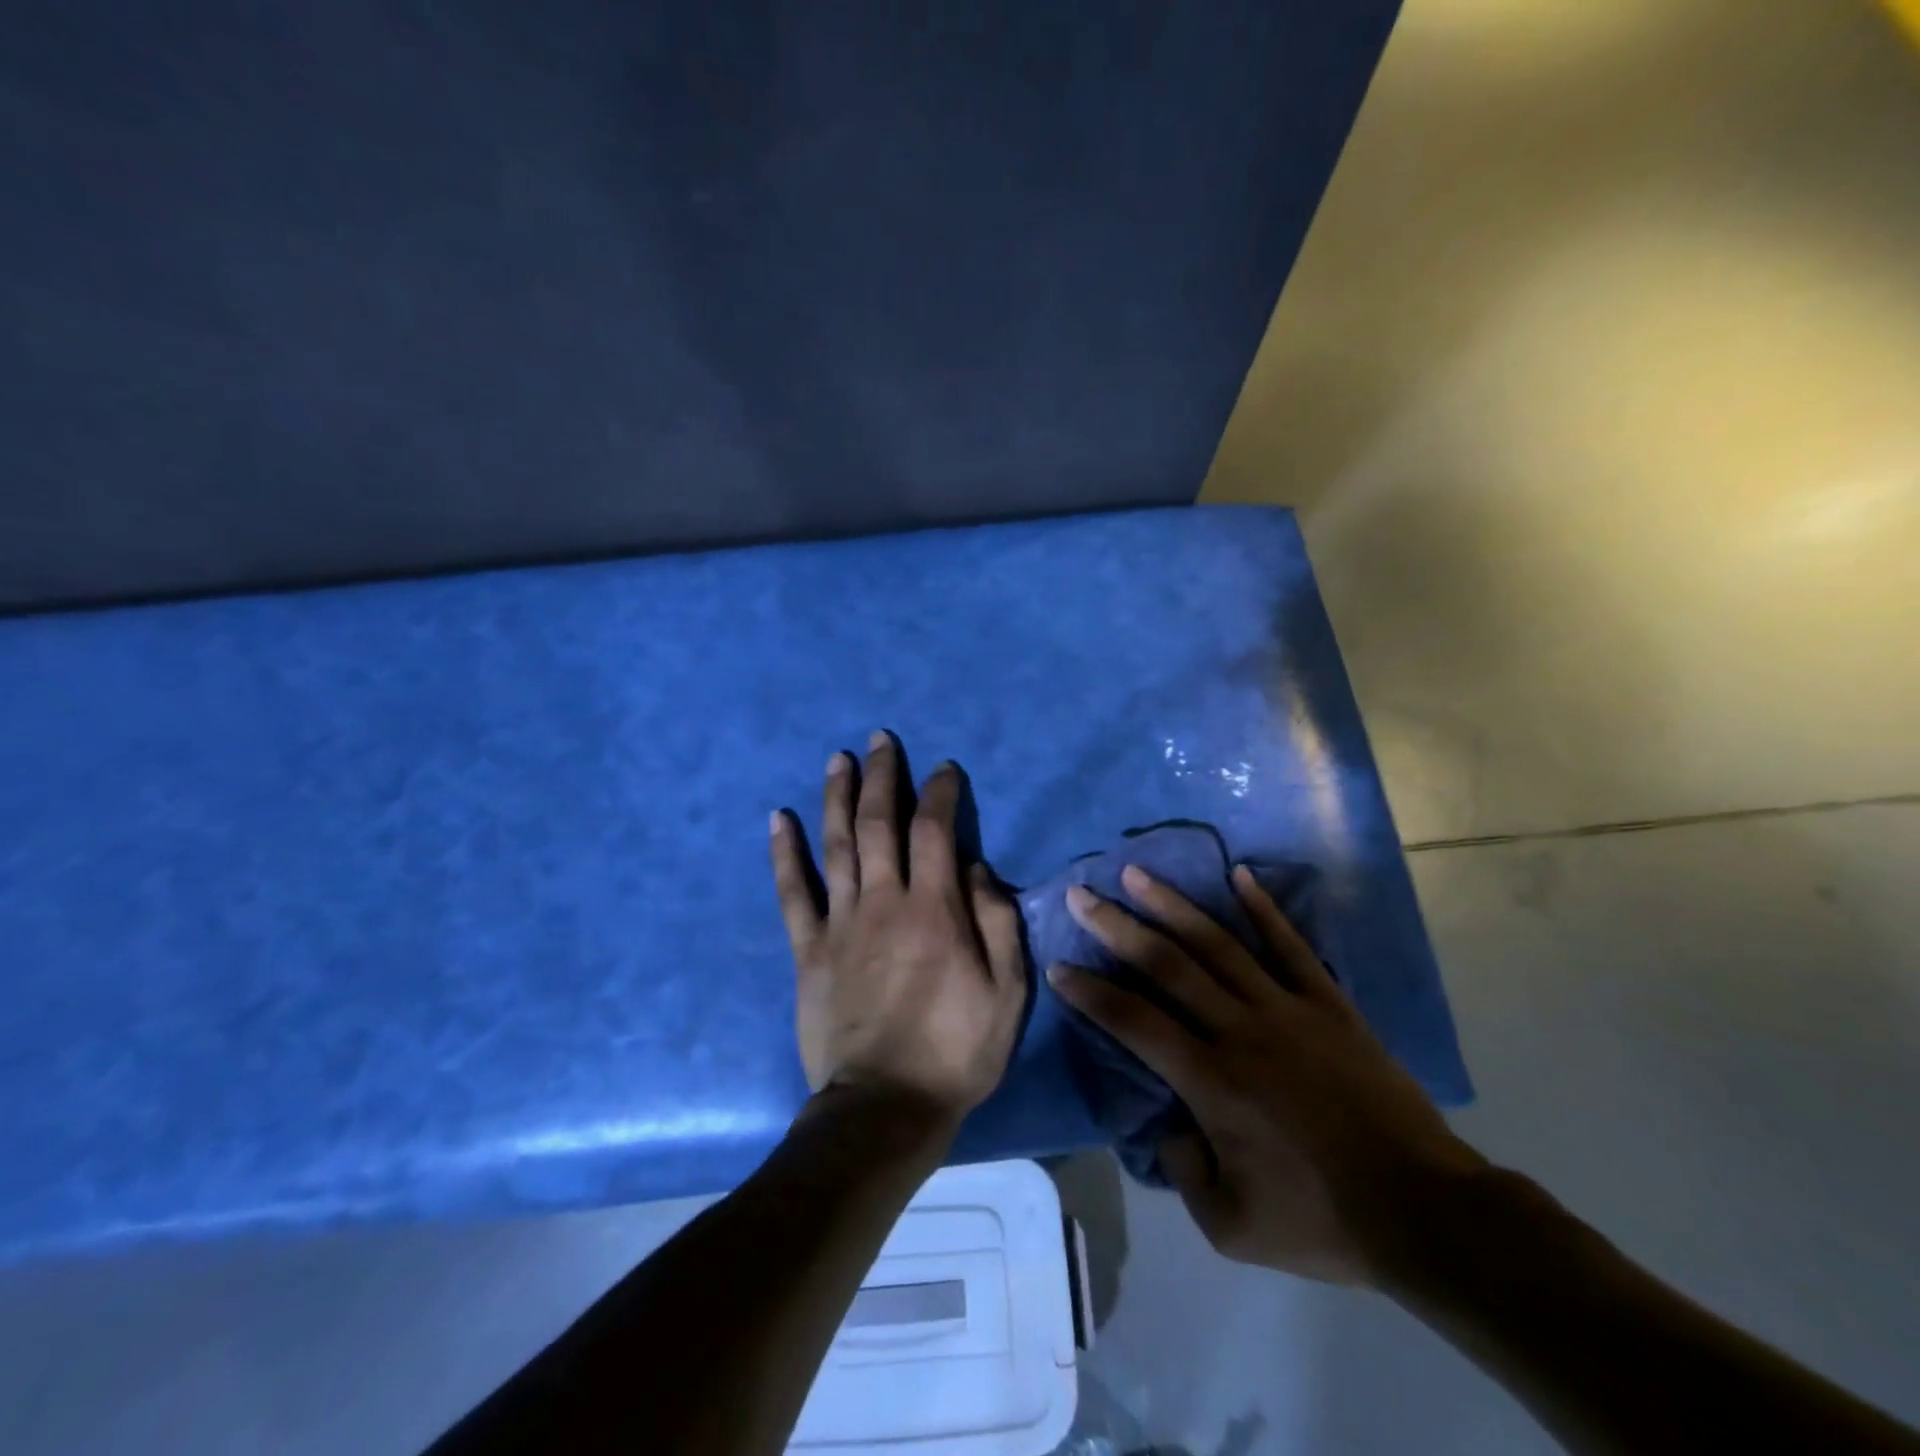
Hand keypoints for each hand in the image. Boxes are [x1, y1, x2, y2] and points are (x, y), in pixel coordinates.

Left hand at [769, 733, 1027, 1127]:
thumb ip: (996, 921)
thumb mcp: (1006, 992)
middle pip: (879, 822)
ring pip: (836, 844)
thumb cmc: (956, 1050)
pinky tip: (780, 818)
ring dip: (837, 796)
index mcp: (934, 908)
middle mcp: (884, 901)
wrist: (885, 1107)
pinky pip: (793, 892)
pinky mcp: (808, 949)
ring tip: (838, 758)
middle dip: (883, 776)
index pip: (936, 829)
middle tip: (881, 740)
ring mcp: (840, 922)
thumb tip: (975, 866)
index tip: (944, 769)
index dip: (940, 792)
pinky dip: (785, 852)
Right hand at [1048, 865, 1484, 1285]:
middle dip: (1117, 927)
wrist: (1425, 1211)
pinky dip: (1263, 909)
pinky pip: (1291, 946)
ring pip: (1219, 944)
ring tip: (1138, 874)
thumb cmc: (1322, 1220)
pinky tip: (1239, 875)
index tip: (1060, 966)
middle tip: (1081, 894)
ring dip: (1173, 905)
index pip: (1134, 1021)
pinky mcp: (1329, 1003)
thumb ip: (1183, 1169)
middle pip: (1167, 965)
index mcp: (1211, 1080)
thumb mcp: (1230, 1227)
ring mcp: (1287, 1008)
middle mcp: (1240, 1029)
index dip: (1091, 992)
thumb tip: (1168, 1122)